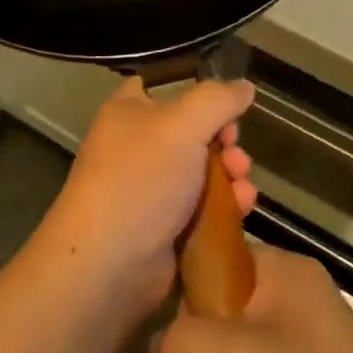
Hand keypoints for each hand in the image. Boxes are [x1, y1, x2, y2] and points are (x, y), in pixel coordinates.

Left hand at [31, 77, 256, 322]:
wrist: (109, 265)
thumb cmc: (140, 179)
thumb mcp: (182, 124)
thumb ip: (218, 99)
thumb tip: (244, 86)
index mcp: (129, 112)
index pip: (163, 86)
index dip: (198, 92)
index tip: (225, 106)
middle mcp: (138, 146)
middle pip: (194, 131)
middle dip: (226, 141)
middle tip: (236, 153)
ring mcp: (151, 189)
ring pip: (204, 171)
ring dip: (232, 175)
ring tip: (243, 188)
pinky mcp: (166, 226)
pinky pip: (204, 207)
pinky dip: (226, 206)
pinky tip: (242, 209)